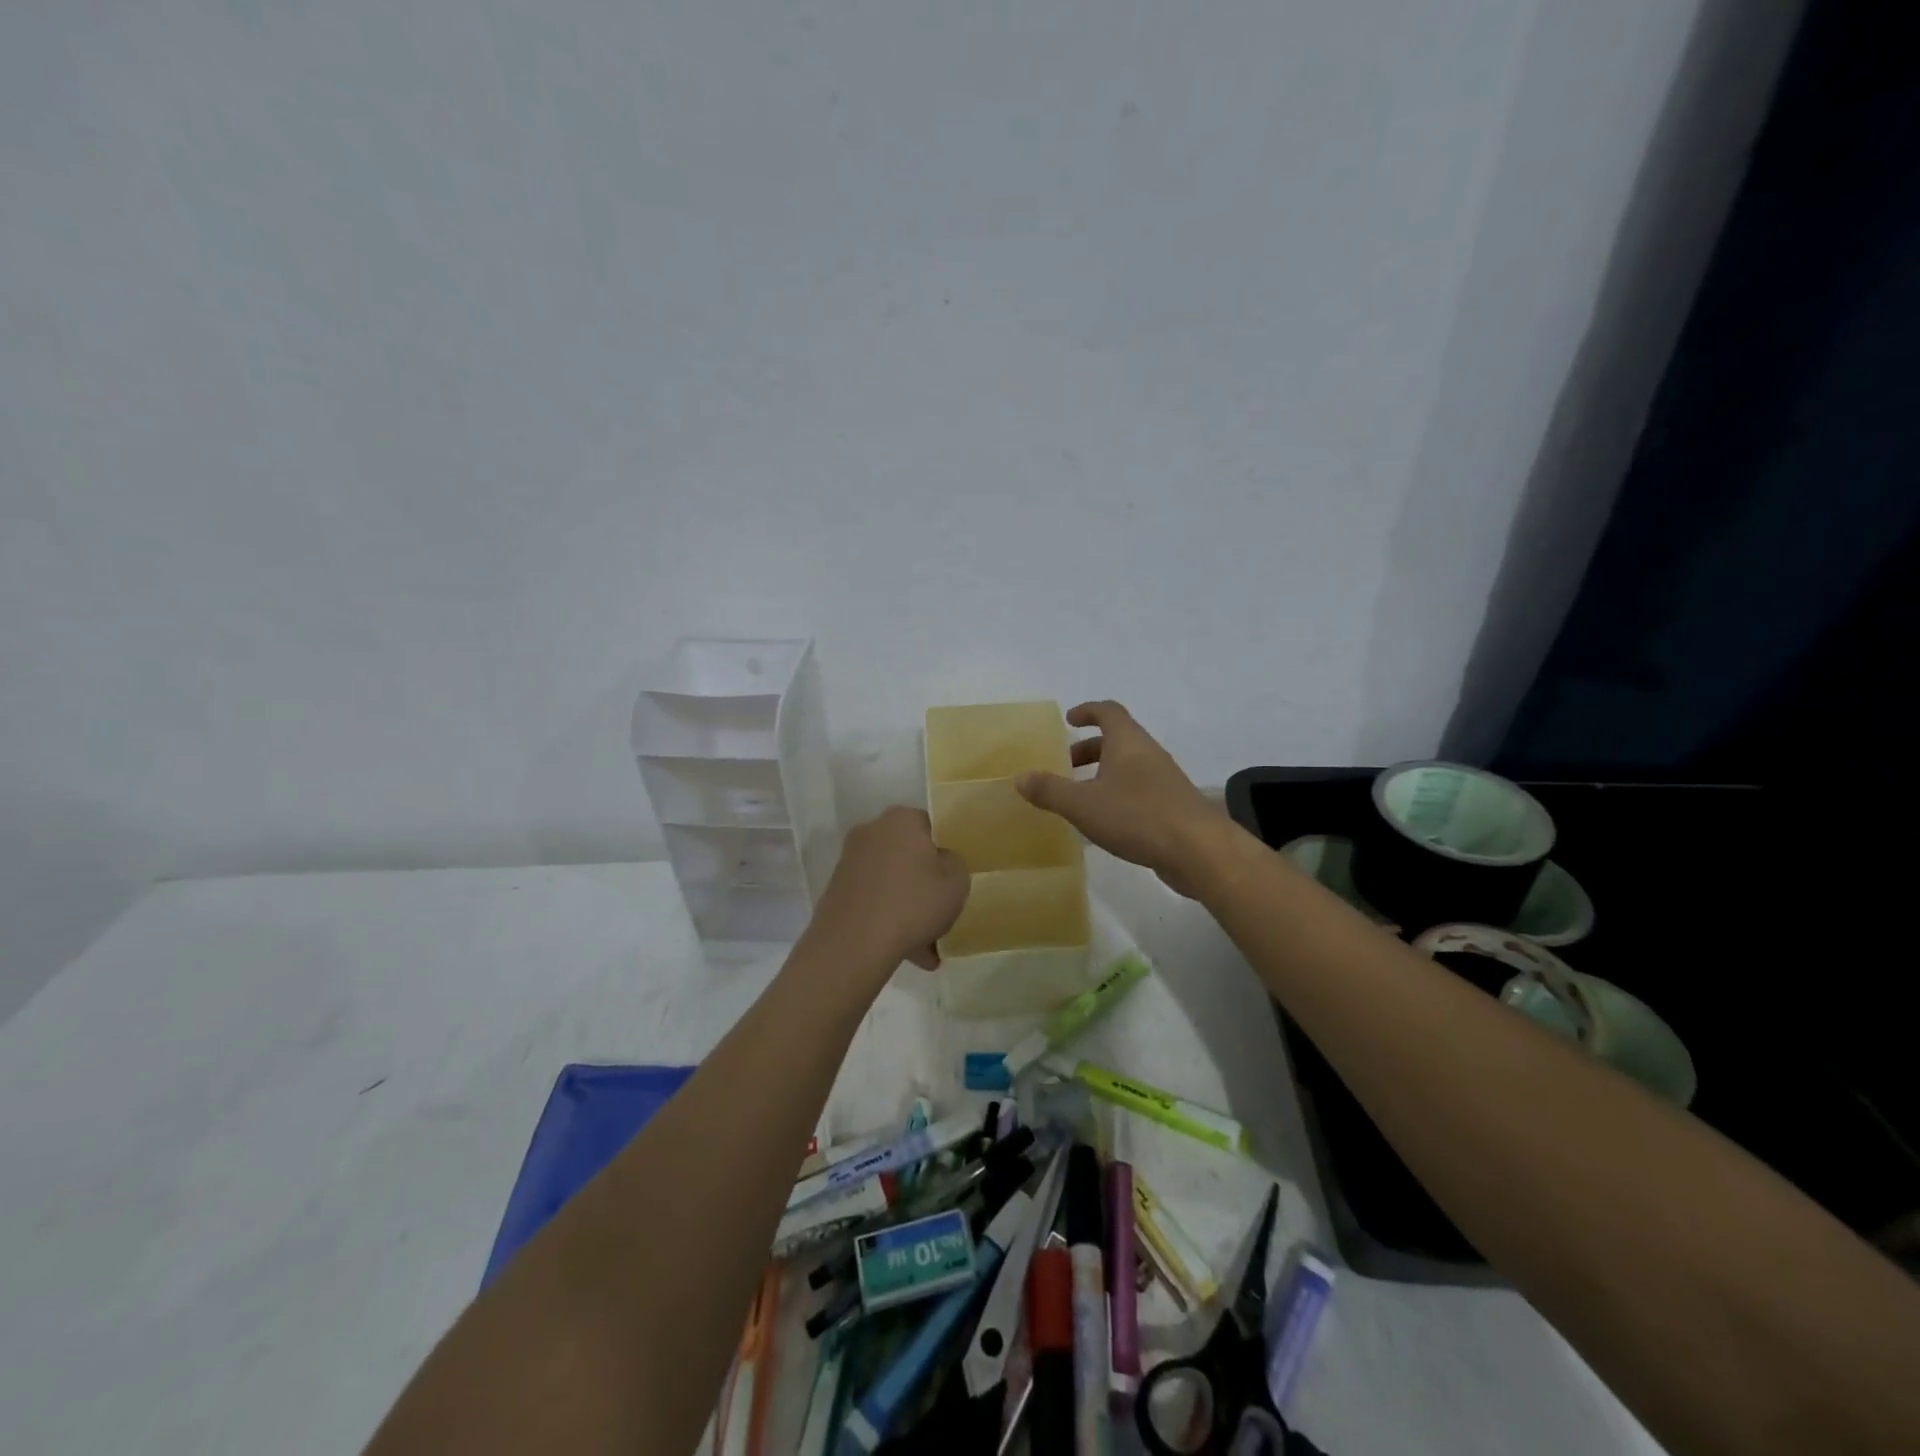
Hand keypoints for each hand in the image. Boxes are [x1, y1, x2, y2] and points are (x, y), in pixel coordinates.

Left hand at [806, 807, 969, 972]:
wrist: (853, 945)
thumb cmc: (913, 904)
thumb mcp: (957, 882)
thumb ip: (954, 864)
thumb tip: (940, 862)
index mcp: (901, 819)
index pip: (931, 827)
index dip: (946, 853)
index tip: (953, 879)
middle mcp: (871, 831)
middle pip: (908, 855)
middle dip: (924, 882)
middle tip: (940, 911)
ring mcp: (849, 861)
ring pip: (891, 881)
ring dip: (906, 905)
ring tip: (925, 945)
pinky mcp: (836, 890)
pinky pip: (873, 900)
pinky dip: (887, 918)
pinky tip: (905, 950)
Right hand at [1016, 701, 1229, 896]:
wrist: (1199, 850)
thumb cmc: (1137, 816)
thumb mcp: (1083, 804)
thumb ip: (1050, 790)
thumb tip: (1019, 777)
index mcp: (1127, 742)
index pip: (1108, 712)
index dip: (1087, 711)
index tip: (1069, 720)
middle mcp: (1148, 753)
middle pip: (1117, 740)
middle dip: (1089, 749)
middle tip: (1065, 766)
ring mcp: (1165, 779)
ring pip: (1128, 766)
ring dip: (1103, 774)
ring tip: (1080, 797)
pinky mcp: (1173, 806)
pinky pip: (1139, 789)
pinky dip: (1118, 795)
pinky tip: (1106, 822)